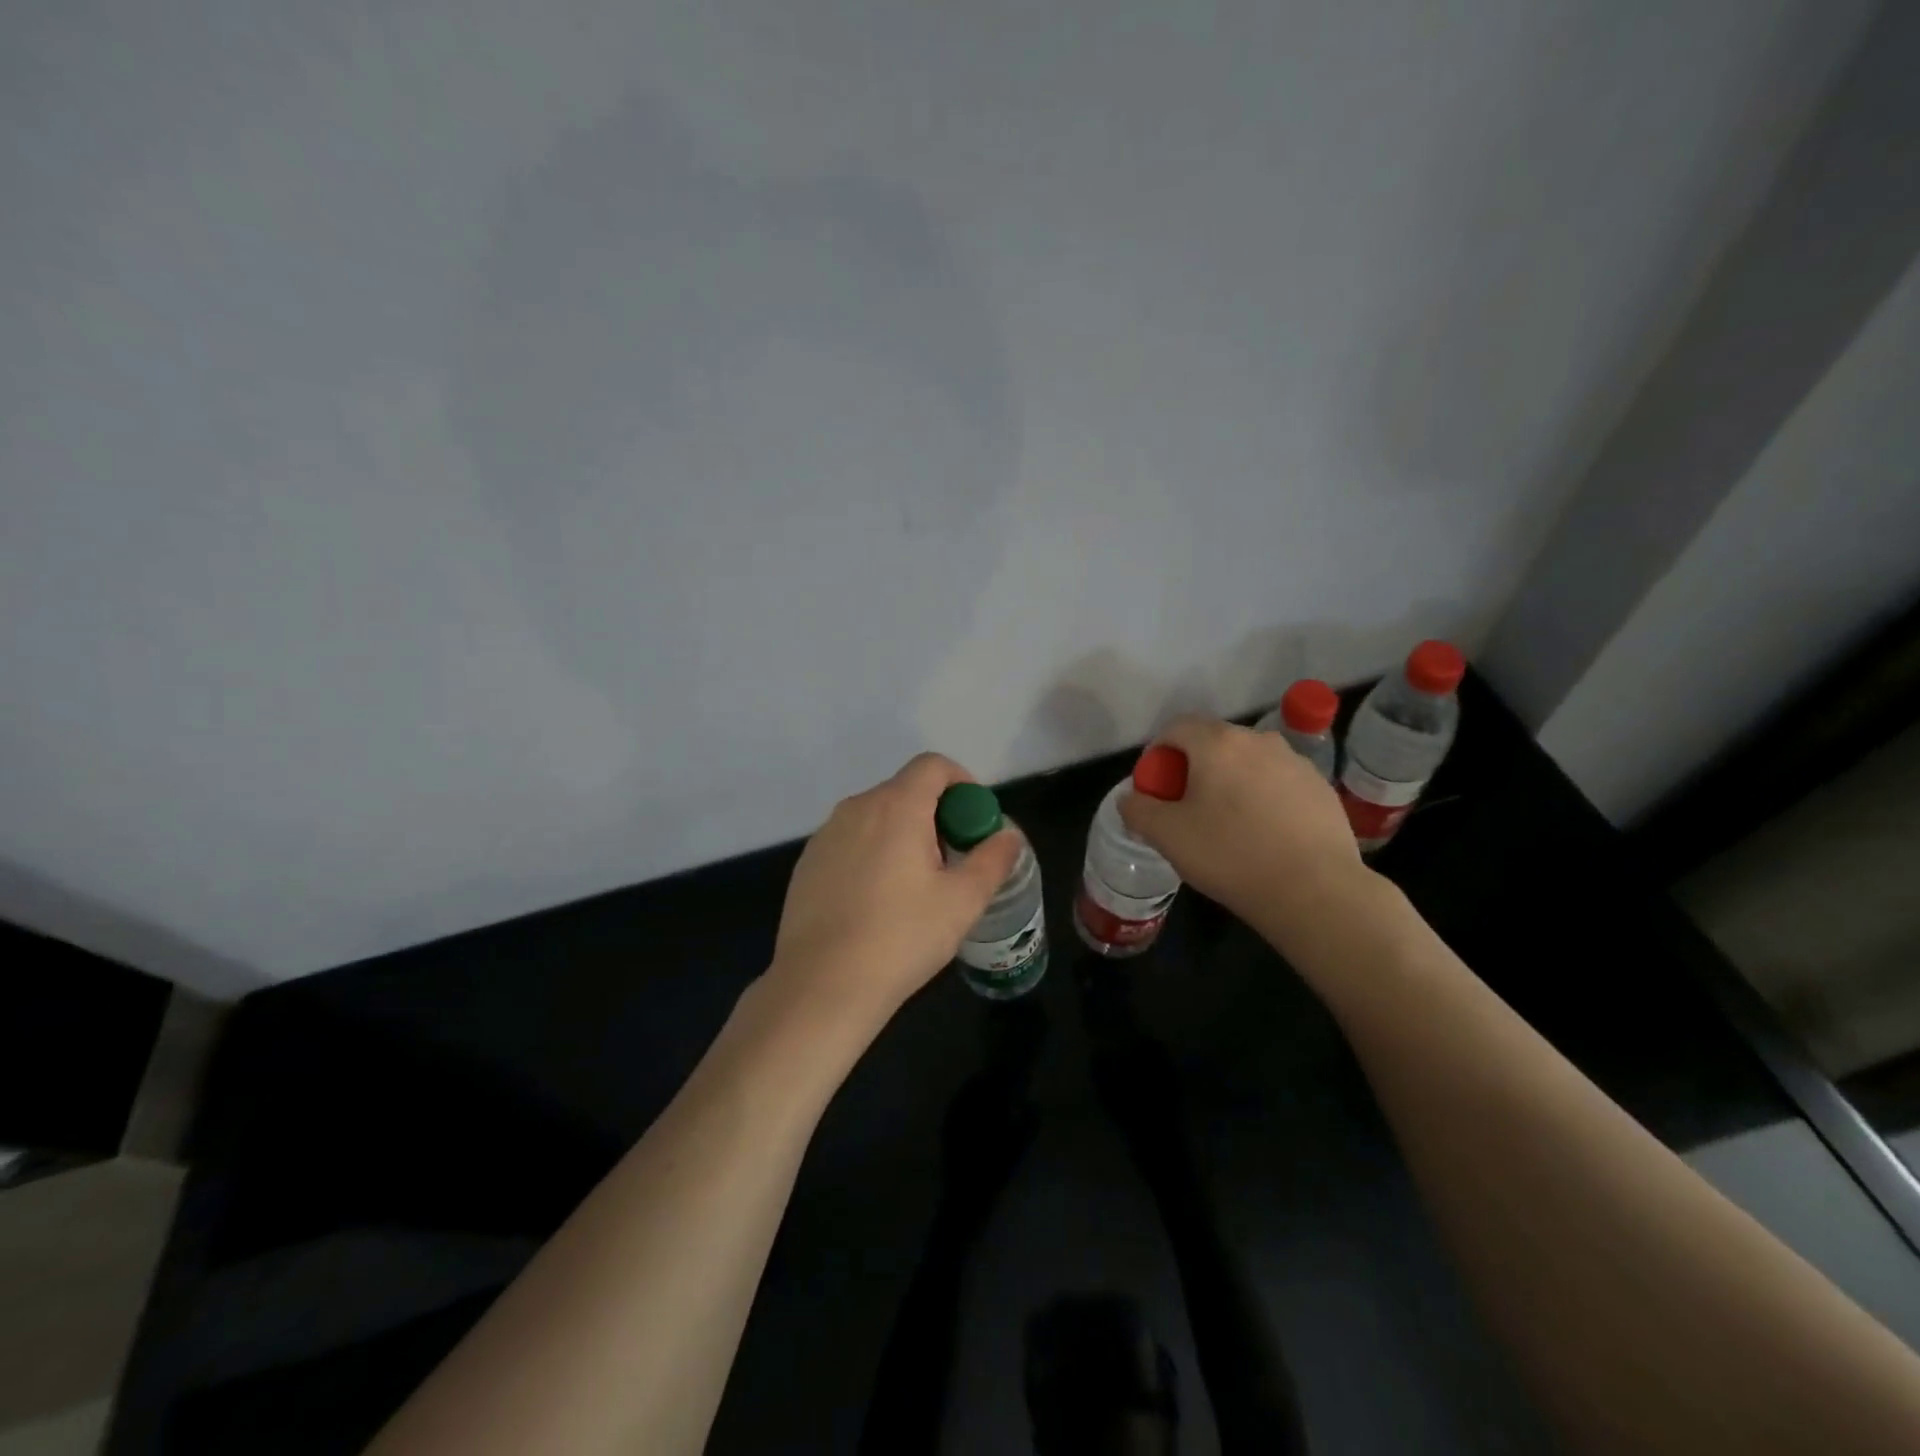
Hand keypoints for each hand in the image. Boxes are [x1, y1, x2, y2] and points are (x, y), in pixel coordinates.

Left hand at [765, 753, 1022, 1037]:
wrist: (821, 985)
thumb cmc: (901, 937)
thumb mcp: (962, 902)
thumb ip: (992, 860)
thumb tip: (1008, 836)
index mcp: (897, 806)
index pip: (933, 765)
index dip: (962, 783)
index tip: (973, 823)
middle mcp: (857, 807)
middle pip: (905, 790)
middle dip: (935, 815)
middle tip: (951, 862)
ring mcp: (826, 834)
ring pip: (876, 817)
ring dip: (902, 835)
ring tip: (915, 887)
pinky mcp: (807, 862)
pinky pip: (850, 841)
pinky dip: (872, 854)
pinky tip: (876, 903)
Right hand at [1118, 715, 1369, 946]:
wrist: (1315, 891)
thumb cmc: (1231, 855)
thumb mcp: (1167, 836)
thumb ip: (1138, 809)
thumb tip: (1131, 798)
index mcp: (1218, 743)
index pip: (1176, 727)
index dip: (1158, 753)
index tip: (1157, 789)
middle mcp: (1259, 740)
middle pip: (1214, 742)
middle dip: (1194, 768)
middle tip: (1187, 808)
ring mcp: (1296, 762)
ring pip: (1249, 762)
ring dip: (1231, 782)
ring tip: (1228, 824)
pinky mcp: (1322, 788)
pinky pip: (1279, 783)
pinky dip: (1264, 798)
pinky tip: (1265, 835)